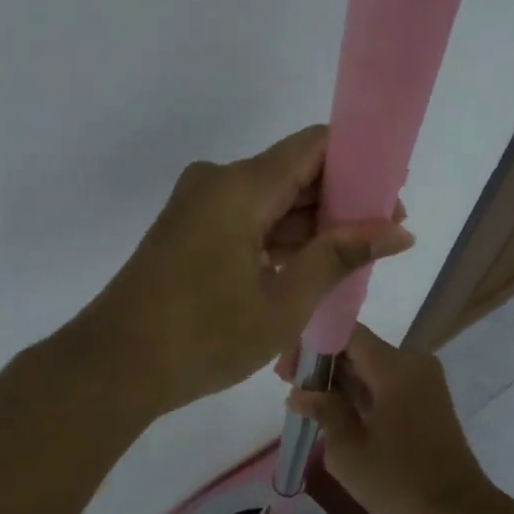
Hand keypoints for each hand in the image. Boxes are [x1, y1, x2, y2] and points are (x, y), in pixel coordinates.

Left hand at [87, 126, 413, 414]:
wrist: (114, 367)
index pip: (316, 146)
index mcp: (241, 186)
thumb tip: (399, 230)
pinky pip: (246, 221)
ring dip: (309, 227)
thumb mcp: (284, 302)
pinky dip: (278, 240)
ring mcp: (198, 206)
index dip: (360, 164)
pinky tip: (308, 270)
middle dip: (340, 203)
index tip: (392, 199)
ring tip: (352, 263)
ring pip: (270, 201)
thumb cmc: (204, 336)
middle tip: (382, 240)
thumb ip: (340, 256)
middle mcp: (218, 182)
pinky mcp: (188, 231)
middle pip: (293, 173)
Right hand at [278, 323, 492, 513]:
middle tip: (293, 391)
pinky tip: (337, 415)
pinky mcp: (427, 401)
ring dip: (341, 382)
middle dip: (322, 366)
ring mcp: (424, 382)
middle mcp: (412, 363)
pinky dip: (361, 394)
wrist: (457, 512)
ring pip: (372, 368)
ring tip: (310, 407)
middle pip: (358, 348)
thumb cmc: (398, 480)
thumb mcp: (348, 449)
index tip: (287, 373)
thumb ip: (323, 411)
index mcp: (394, 367)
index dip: (312, 346)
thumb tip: (301, 394)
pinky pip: (387, 384)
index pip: (346, 333)